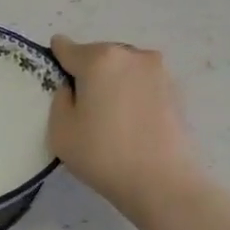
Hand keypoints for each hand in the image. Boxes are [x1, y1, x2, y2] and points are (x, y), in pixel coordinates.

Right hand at [47, 36, 205, 222]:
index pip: (66, 48)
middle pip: (98, 55)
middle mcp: (131, 55)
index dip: (55, 60)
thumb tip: (72, 87)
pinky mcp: (176, 90)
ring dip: (112, 83)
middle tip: (81, 104)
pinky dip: (132, 95)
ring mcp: (159, 71)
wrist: (162, 181)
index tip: (53, 80)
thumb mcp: (60, 129)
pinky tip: (128, 121)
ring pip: (123, 68)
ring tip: (107, 114)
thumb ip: (60, 98)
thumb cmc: (102, 153)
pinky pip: (142, 84)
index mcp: (99, 59)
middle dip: (87, 72)